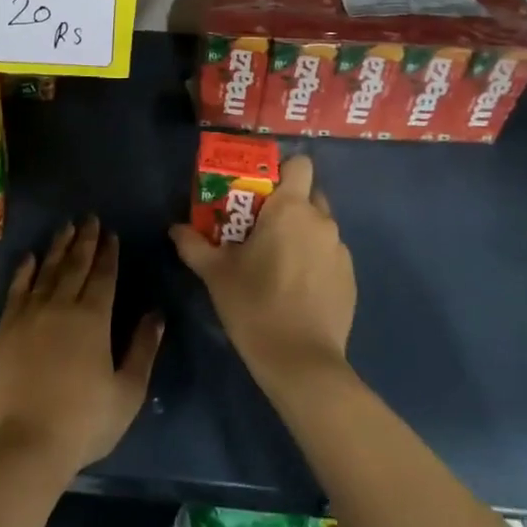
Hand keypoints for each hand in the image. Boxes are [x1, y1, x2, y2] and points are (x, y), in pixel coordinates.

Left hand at [0, 217, 163, 478]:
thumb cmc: (83, 423)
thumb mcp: (127, 392)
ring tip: (65, 227)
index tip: (111, 234)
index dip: (108, 253)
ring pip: (46, 270)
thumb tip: (156, 314)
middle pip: (74, 265)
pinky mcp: (5, 327)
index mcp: (93, 319)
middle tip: (89, 218)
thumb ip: (143, 349)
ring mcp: (29, 314)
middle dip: (84, 240)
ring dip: (57, 247)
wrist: (24, 444)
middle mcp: (60, 306)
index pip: (103, 276)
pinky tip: (30, 257)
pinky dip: (25, 270)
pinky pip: (17, 288)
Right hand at [169, 155, 354, 390]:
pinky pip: (329, 255)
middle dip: (288, 204)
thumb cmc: (254, 304)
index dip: (281, 171)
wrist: (300, 362)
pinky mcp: (350, 279)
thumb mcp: (215, 273)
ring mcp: (340, 251)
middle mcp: (321, 221)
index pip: (299, 164)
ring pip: (320, 227)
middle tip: (261, 227)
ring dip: (301, 234)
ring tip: (277, 261)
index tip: (259, 190)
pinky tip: (295, 287)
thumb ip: (193, 244)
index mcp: (290, 209)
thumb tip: (176, 228)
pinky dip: (314, 261)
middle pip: (309, 194)